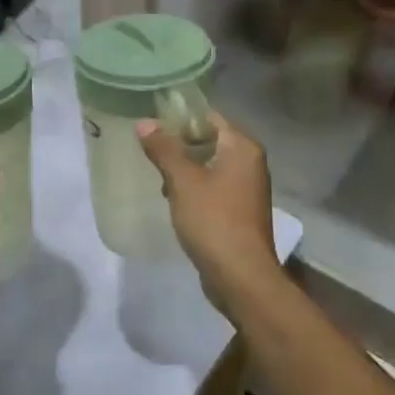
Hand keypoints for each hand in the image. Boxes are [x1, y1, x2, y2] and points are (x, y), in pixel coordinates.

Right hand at [136, 111, 280, 316]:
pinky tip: (174, 200)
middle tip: (151, 151)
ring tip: (158, 177)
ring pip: (210, 166)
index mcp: (242, 148)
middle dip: (180, 146)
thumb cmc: (213, 220)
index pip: (210, 117)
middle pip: (210, 140)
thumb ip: (164, 149)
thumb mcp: (182, 181)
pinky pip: (214, 188)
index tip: (153, 125)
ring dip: (185, 169)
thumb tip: (144, 122)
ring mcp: (248, 189)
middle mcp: (250, 163)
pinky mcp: (240, 211)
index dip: (181, 118)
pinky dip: (195, 189)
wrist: (240, 276)